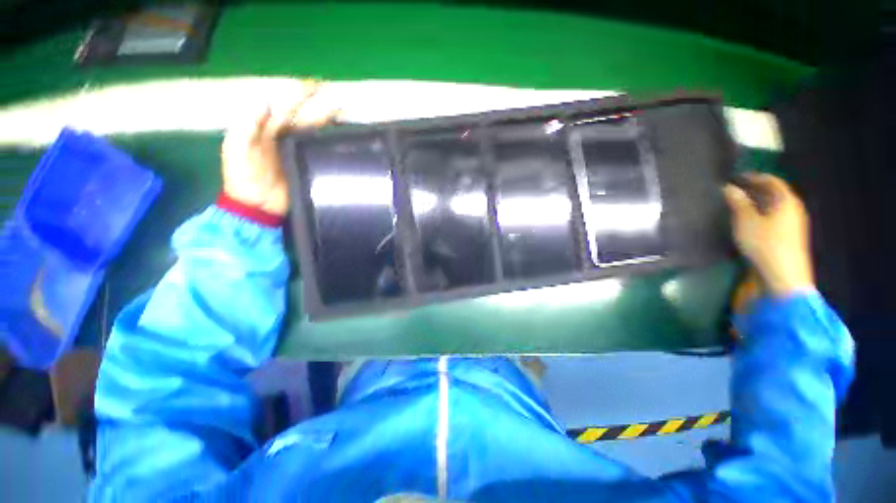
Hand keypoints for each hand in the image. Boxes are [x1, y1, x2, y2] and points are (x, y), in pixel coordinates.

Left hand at [221, 81, 337, 216]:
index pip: (282, 106)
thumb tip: (264, 99)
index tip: (314, 87)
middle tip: (338, 100)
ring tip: (344, 116)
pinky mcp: (306, 166)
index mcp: (263, 128)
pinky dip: (329, 144)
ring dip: (327, 124)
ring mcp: (296, 152)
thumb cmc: (244, 179)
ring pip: (313, 133)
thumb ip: (247, 126)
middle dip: (318, 107)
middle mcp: (281, 136)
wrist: (257, 208)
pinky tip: (340, 140)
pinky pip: (318, 151)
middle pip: (302, 118)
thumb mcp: (238, 151)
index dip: (297, 95)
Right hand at [723, 173, 814, 296]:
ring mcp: (793, 224)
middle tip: (735, 190)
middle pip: (775, 193)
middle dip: (756, 190)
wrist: (783, 276)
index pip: (772, 181)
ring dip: (758, 203)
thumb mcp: (746, 222)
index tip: (737, 177)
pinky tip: (750, 221)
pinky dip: (762, 214)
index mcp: (786, 201)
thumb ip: (738, 203)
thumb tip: (729, 188)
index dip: (755, 176)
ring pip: (775, 207)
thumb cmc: (764, 244)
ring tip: (739, 205)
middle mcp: (793, 209)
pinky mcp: (789, 237)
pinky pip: (775, 218)